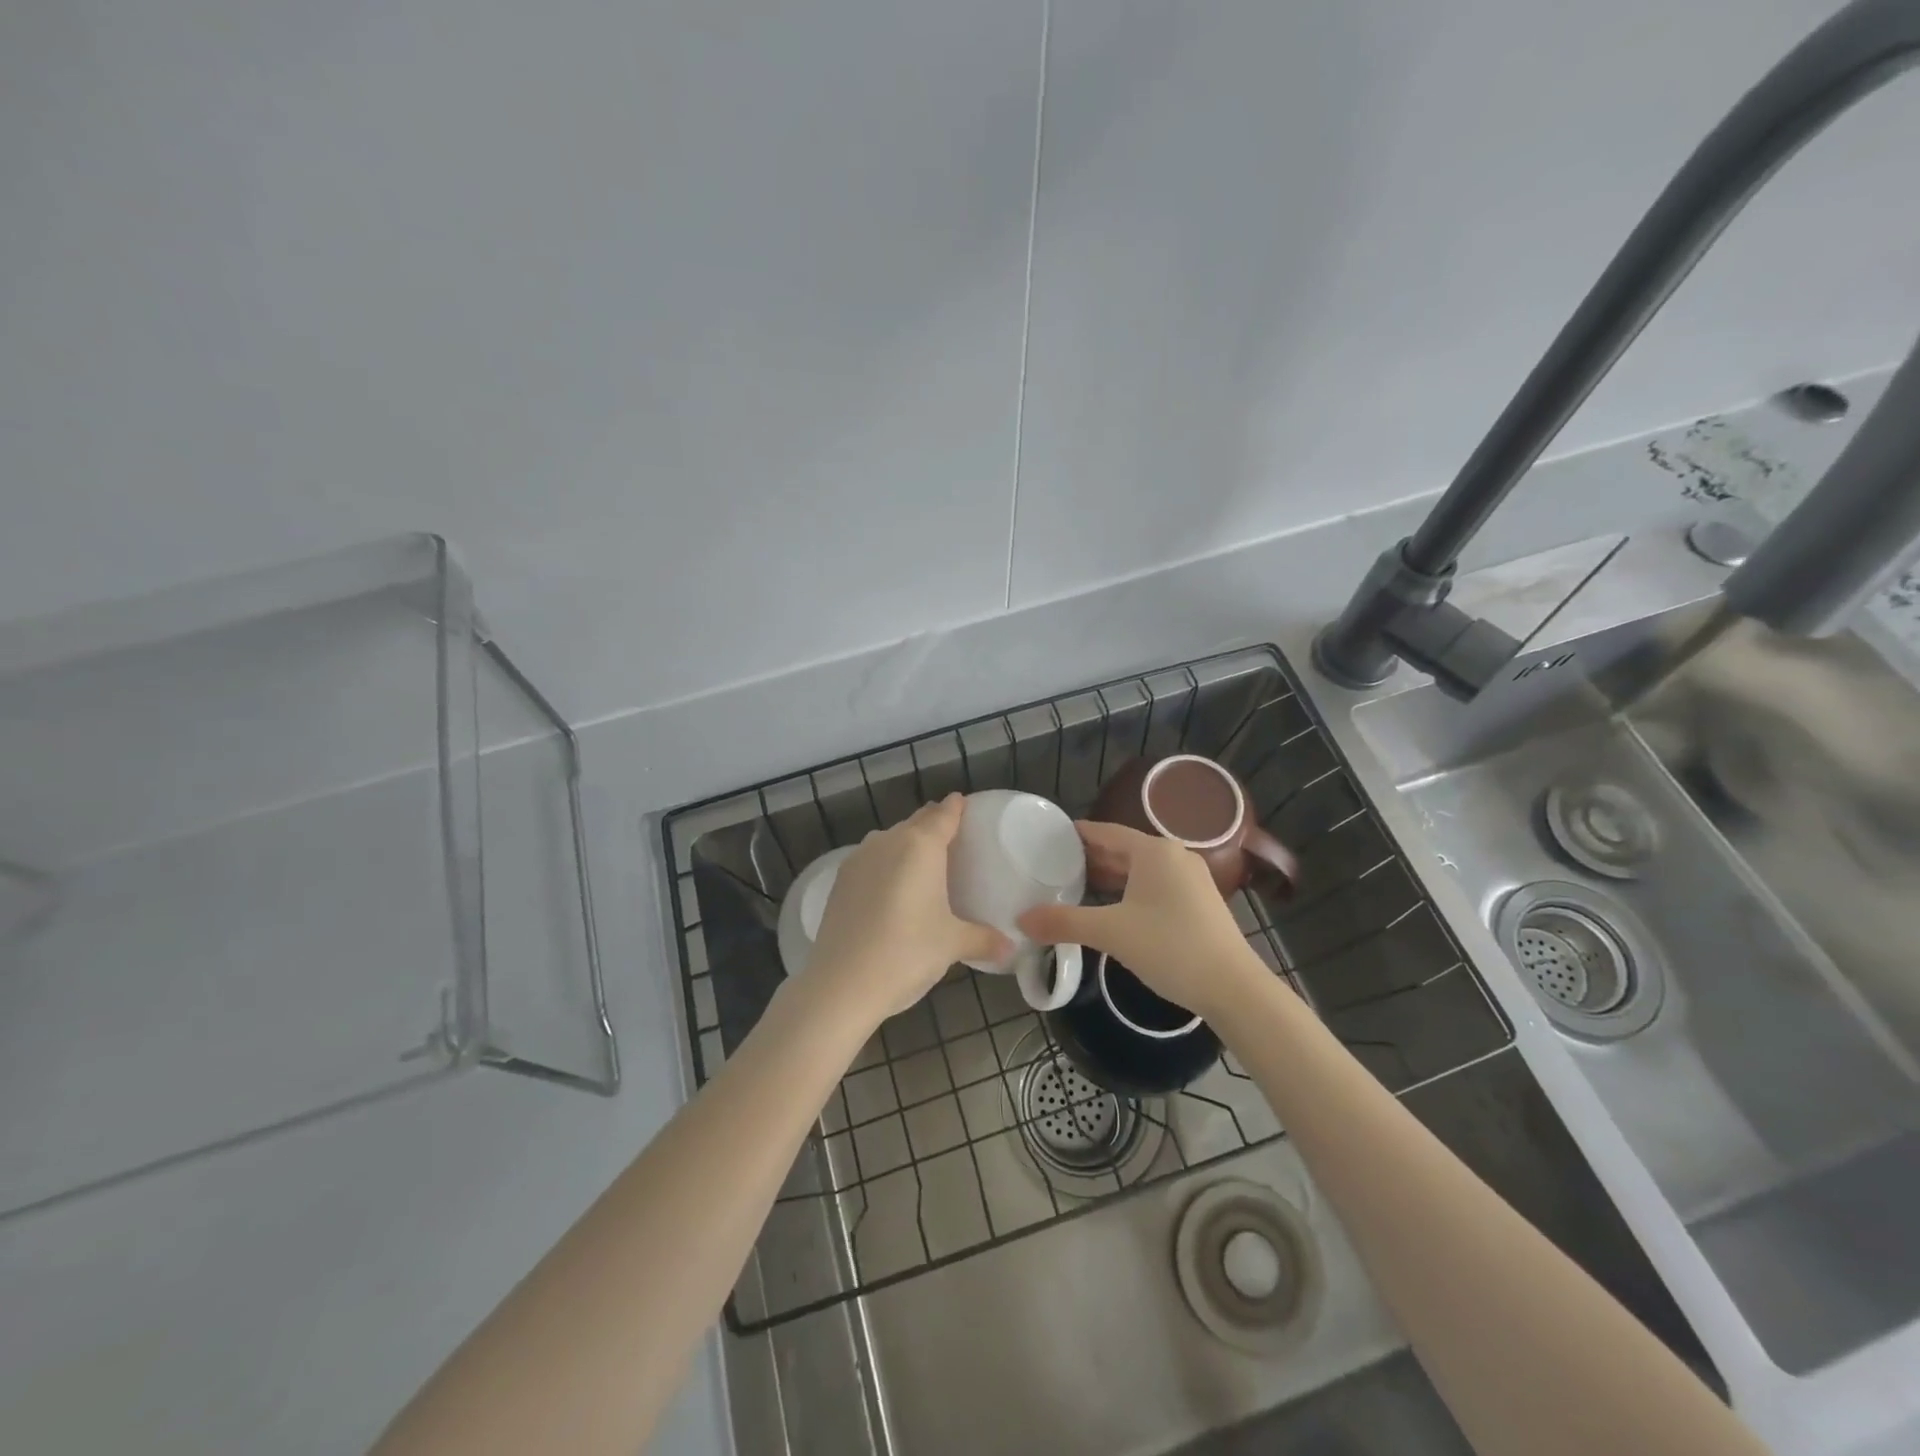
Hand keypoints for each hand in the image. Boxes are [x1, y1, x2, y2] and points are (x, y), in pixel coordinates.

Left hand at [805, 794, 1009, 1022]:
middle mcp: (888, 842)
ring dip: (907, 843)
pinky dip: (885, 864)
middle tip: (952, 836)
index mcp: (920, 846)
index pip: (944, 815)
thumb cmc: (907, 953)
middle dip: (933, 824)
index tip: (965, 803)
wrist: (841, 983)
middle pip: (916, 822)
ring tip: (923, 863)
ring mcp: (859, 859)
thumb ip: (983, 939)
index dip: (956, 808)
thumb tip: (1010, 947)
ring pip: (890, 839)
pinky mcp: (840, 880)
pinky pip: (871, 859)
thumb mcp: (952, 945)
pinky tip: (892, 886)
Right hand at [1018, 821, 1263, 1019]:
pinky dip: (1129, 891)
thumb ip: (1064, 922)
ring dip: (1109, 877)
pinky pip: (1154, 886)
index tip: (1047, 839)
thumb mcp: (1110, 933)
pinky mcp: (1198, 902)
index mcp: (1154, 851)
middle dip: (1089, 858)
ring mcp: (1191, 879)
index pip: (1105, 832)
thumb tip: (1022, 920)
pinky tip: (1112, 908)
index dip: (1076, 835)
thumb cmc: (1170, 947)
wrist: (1233, 987)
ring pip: (1139, 870)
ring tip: (1075, 886)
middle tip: (1052, 866)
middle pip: (1122, 849)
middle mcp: (1174, 856)